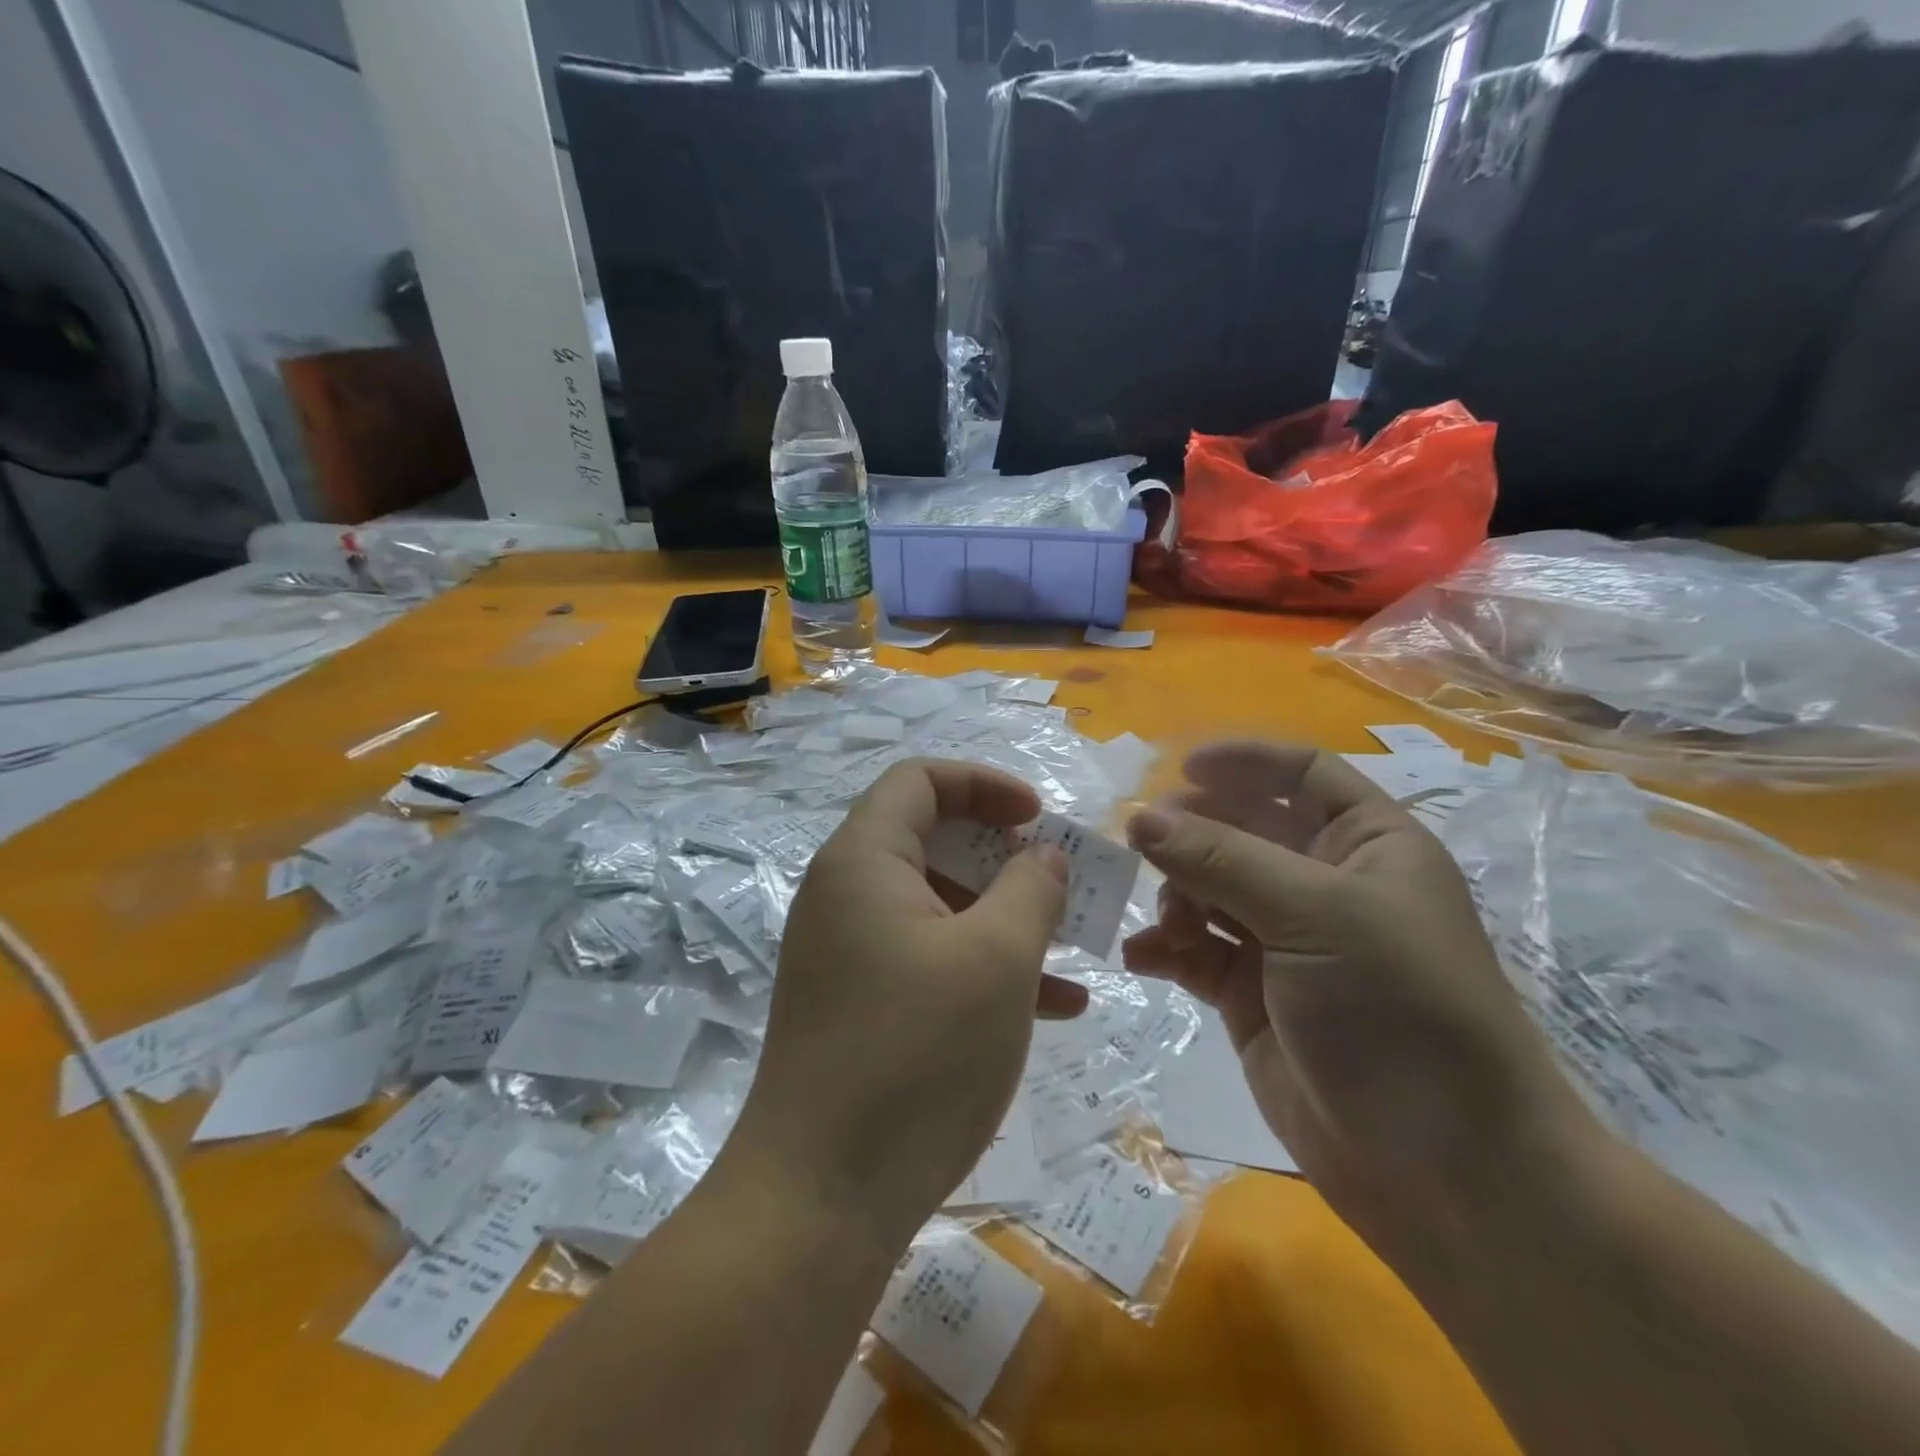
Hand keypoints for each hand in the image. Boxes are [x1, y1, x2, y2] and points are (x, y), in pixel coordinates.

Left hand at [728, 760, 1082, 1244]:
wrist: (820, 1201)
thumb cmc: (916, 1056)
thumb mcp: (996, 960)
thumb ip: (1030, 889)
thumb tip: (1042, 855)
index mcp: (864, 861)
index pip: (920, 781)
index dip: (985, 784)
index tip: (1039, 817)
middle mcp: (846, 895)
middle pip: (931, 839)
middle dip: (1004, 856)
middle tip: (1058, 882)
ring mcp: (847, 952)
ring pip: (938, 905)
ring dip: (1004, 917)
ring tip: (1071, 948)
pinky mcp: (858, 1004)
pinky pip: (927, 958)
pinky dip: (983, 966)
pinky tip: (1052, 1007)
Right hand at [1121, 741, 1596, 1259]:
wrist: (1445, 1170)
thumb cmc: (1399, 1012)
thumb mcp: (1314, 916)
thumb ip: (1221, 859)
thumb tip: (1141, 817)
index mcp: (1366, 845)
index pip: (1303, 773)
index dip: (1245, 762)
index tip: (1179, 768)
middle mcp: (1324, 884)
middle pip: (1242, 830)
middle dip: (1192, 834)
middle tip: (1141, 846)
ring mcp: (1285, 942)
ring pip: (1210, 889)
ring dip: (1176, 895)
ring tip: (1166, 924)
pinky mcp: (1251, 996)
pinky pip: (1195, 951)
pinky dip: (1166, 949)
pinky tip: (1143, 960)